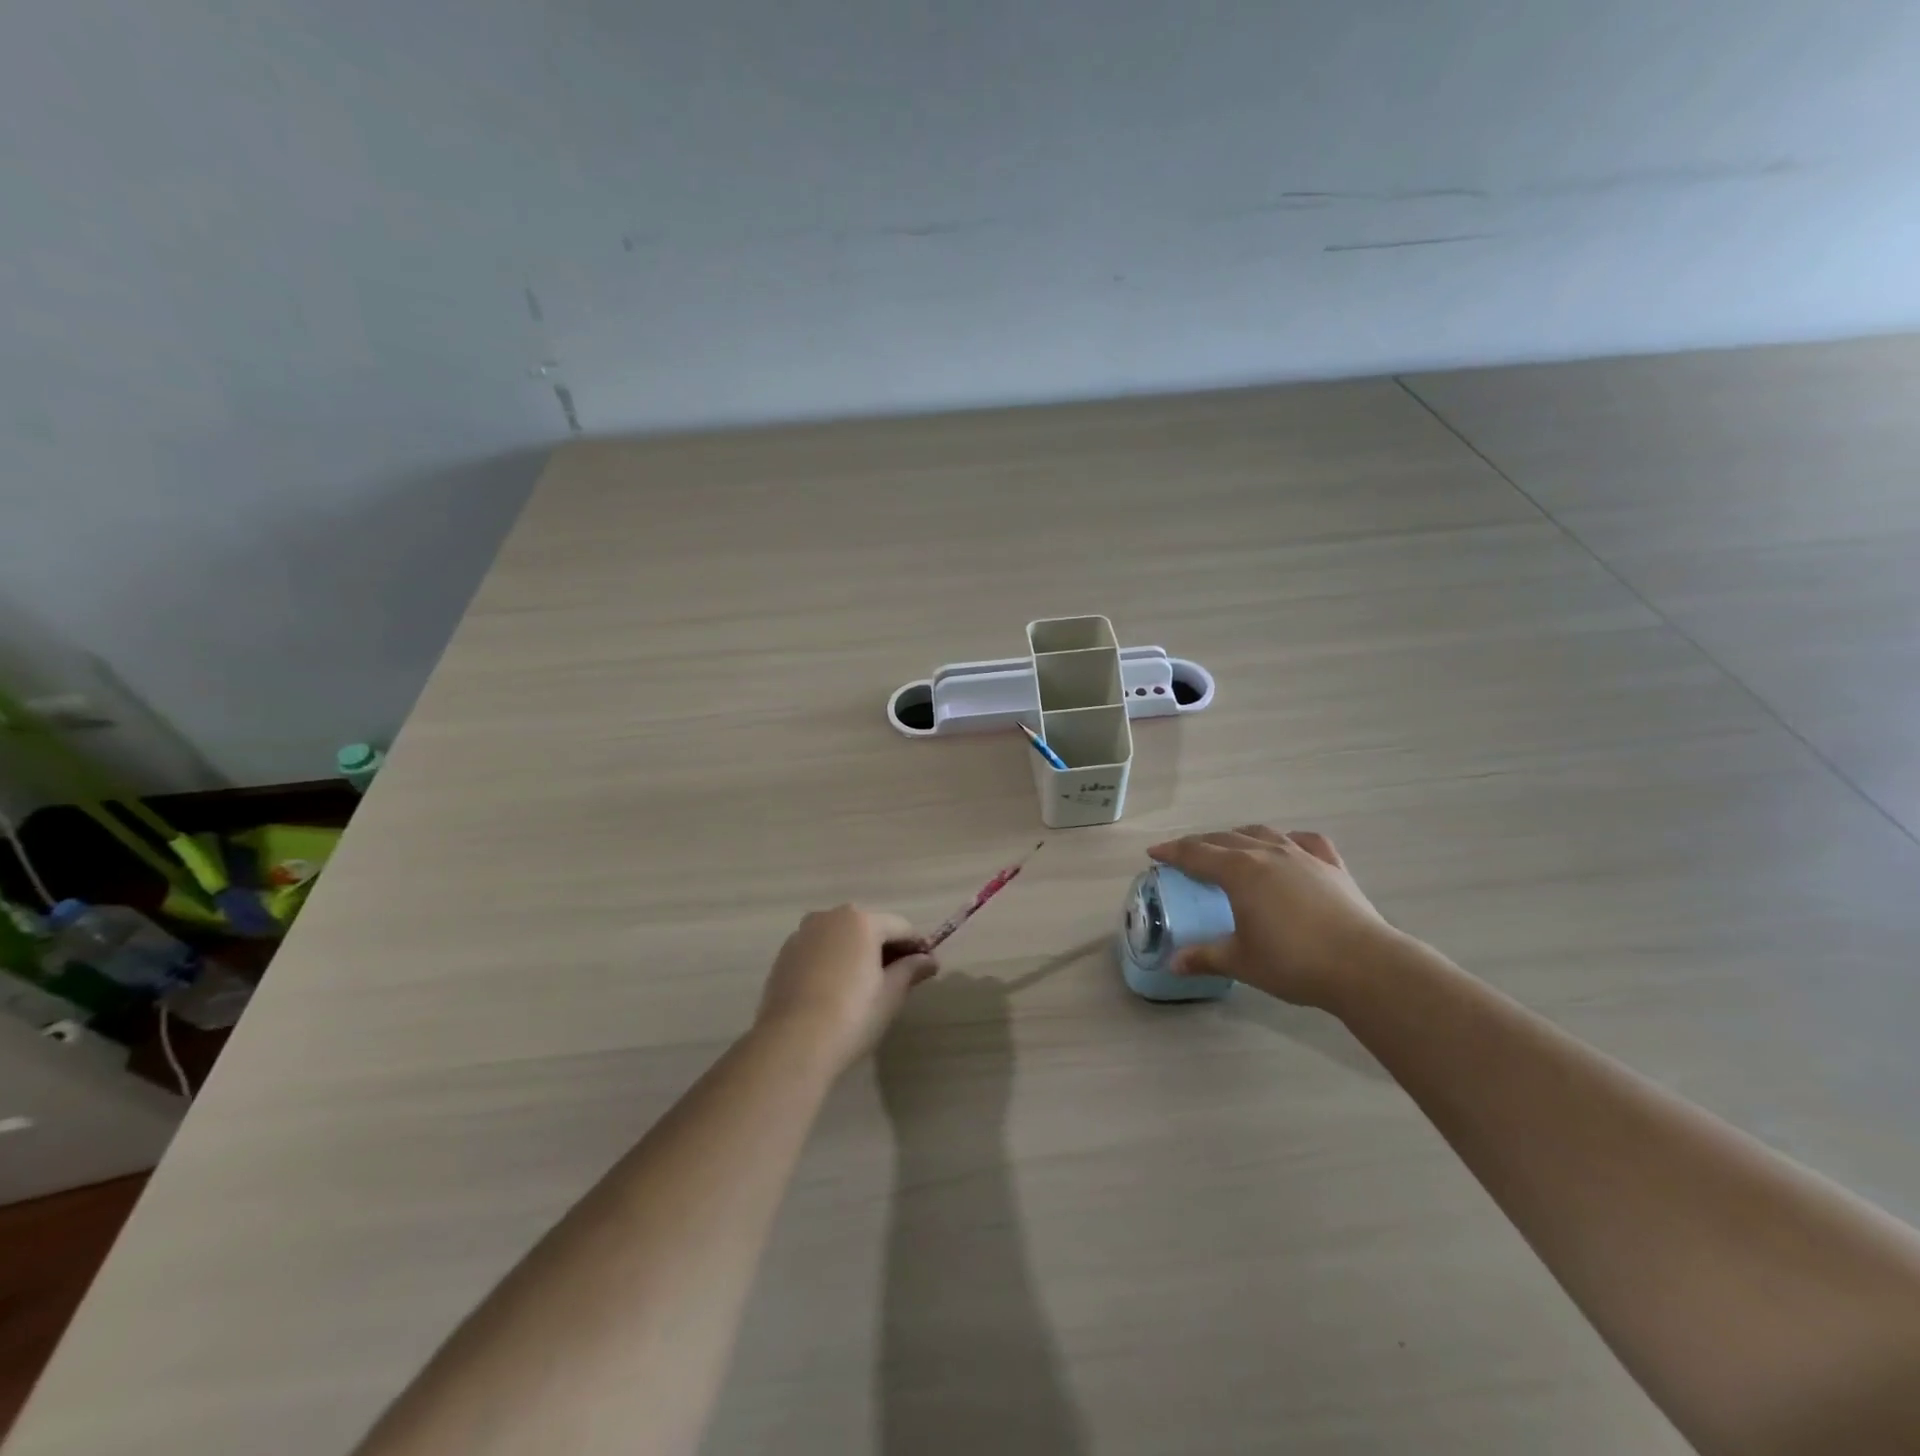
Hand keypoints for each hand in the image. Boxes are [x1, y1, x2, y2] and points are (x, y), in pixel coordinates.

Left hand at [755, 905, 937, 1072]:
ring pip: (841, 938)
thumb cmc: (852, 1015)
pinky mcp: (784, 956)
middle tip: (899, 977)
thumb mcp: (890, 994)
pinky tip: (836, 990)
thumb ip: (911, 970)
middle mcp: (830, 917)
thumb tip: (929, 960)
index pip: (900, 927)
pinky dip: (832, 962)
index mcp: (861, 921)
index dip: (917, 946)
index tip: (928, 966)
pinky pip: (818, 951)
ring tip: (866, 985)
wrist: (792, 1044)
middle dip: (886, 948)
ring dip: (857, 953)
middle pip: (868, 927)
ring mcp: (802, 935)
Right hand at [1146, 826, 1394, 1009]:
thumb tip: (1174, 964)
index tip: (1154, 853)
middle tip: (1185, 853)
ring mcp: (1303, 856)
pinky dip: (1289, 840)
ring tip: (1230, 844)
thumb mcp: (1241, 962)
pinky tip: (1288, 846)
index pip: (1196, 854)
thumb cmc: (1293, 961)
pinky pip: (1306, 841)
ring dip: (1240, 835)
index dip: (1172, 852)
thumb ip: (1204, 957)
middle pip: (1225, 838)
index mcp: (1239, 872)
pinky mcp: (1332, 866)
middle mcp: (1267, 854)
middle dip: (1201, 843)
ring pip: (1263, 834)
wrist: (1363, 966)